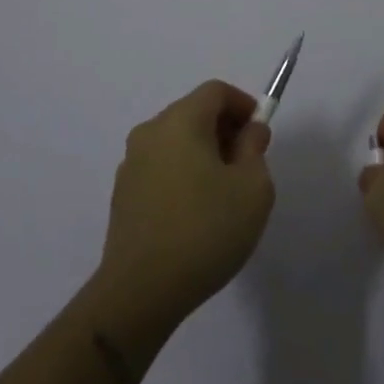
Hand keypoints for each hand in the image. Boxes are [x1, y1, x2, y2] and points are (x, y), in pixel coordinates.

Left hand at [98, 80, 274, 327]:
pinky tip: (195, 214)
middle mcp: (150, 132)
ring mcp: (131, 163)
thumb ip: (255, 149)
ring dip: (203, 153)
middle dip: (225, 130)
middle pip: (194, 112)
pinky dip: (182, 174)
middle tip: (247, 165)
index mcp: (180, 121)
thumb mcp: (253, 188)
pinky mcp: (123, 194)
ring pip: (176, 141)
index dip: (243, 105)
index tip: (260, 135)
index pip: (216, 91)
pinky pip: (161, 167)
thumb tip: (249, 131)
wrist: (140, 292)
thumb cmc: (205, 230)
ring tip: (223, 194)